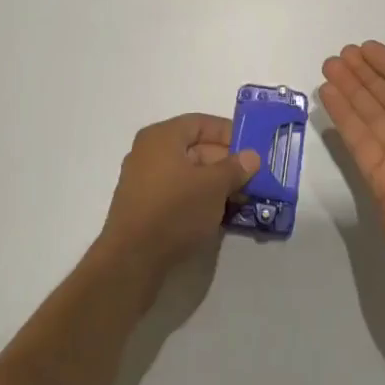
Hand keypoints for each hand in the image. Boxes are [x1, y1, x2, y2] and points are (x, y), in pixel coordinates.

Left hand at [96, 115, 260, 286]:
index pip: (201, 123)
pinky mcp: (143, 207)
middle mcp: (149, 152)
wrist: (132, 261)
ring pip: (188, 173)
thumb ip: (235, 168)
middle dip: (225, 163)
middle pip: (195, 148)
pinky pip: (177, 192)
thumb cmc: (175, 210)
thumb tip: (252, 156)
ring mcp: (143, 180)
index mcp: (162, 136)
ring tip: (241, 198)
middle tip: (251, 178)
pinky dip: (198, 198)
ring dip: (215, 183)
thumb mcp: (214, 186)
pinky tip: (218, 214)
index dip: (229, 134)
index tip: (252, 149)